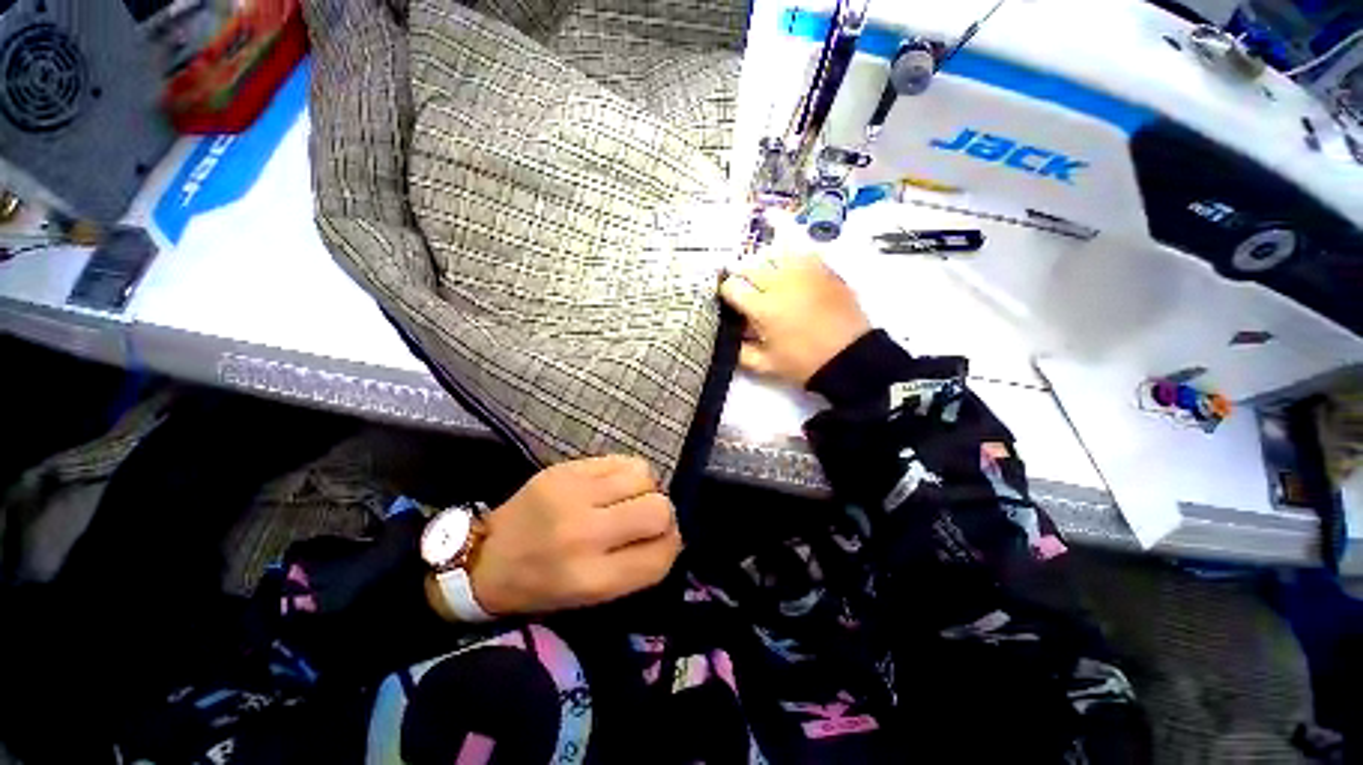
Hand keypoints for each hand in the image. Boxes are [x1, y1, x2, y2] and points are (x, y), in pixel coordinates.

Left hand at [468, 456, 680, 615]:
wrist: (485, 555)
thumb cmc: (541, 584)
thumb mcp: (591, 596)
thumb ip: (637, 566)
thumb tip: (672, 533)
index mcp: (591, 579)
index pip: (660, 555)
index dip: (671, 546)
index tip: (664, 541)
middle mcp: (585, 534)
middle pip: (659, 510)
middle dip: (663, 515)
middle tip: (648, 518)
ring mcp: (574, 493)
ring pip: (644, 477)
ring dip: (647, 489)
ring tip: (630, 498)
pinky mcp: (567, 468)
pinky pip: (622, 460)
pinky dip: (629, 472)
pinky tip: (615, 484)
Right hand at [720, 253, 870, 386]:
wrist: (849, 357)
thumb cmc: (803, 363)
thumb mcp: (765, 365)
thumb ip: (739, 351)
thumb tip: (727, 335)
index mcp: (762, 308)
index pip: (731, 286)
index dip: (727, 294)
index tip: (732, 302)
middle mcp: (779, 282)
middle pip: (748, 267)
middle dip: (744, 281)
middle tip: (751, 296)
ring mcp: (803, 271)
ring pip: (771, 256)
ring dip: (765, 269)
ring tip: (770, 284)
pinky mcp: (823, 268)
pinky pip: (798, 254)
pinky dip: (790, 262)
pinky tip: (792, 277)